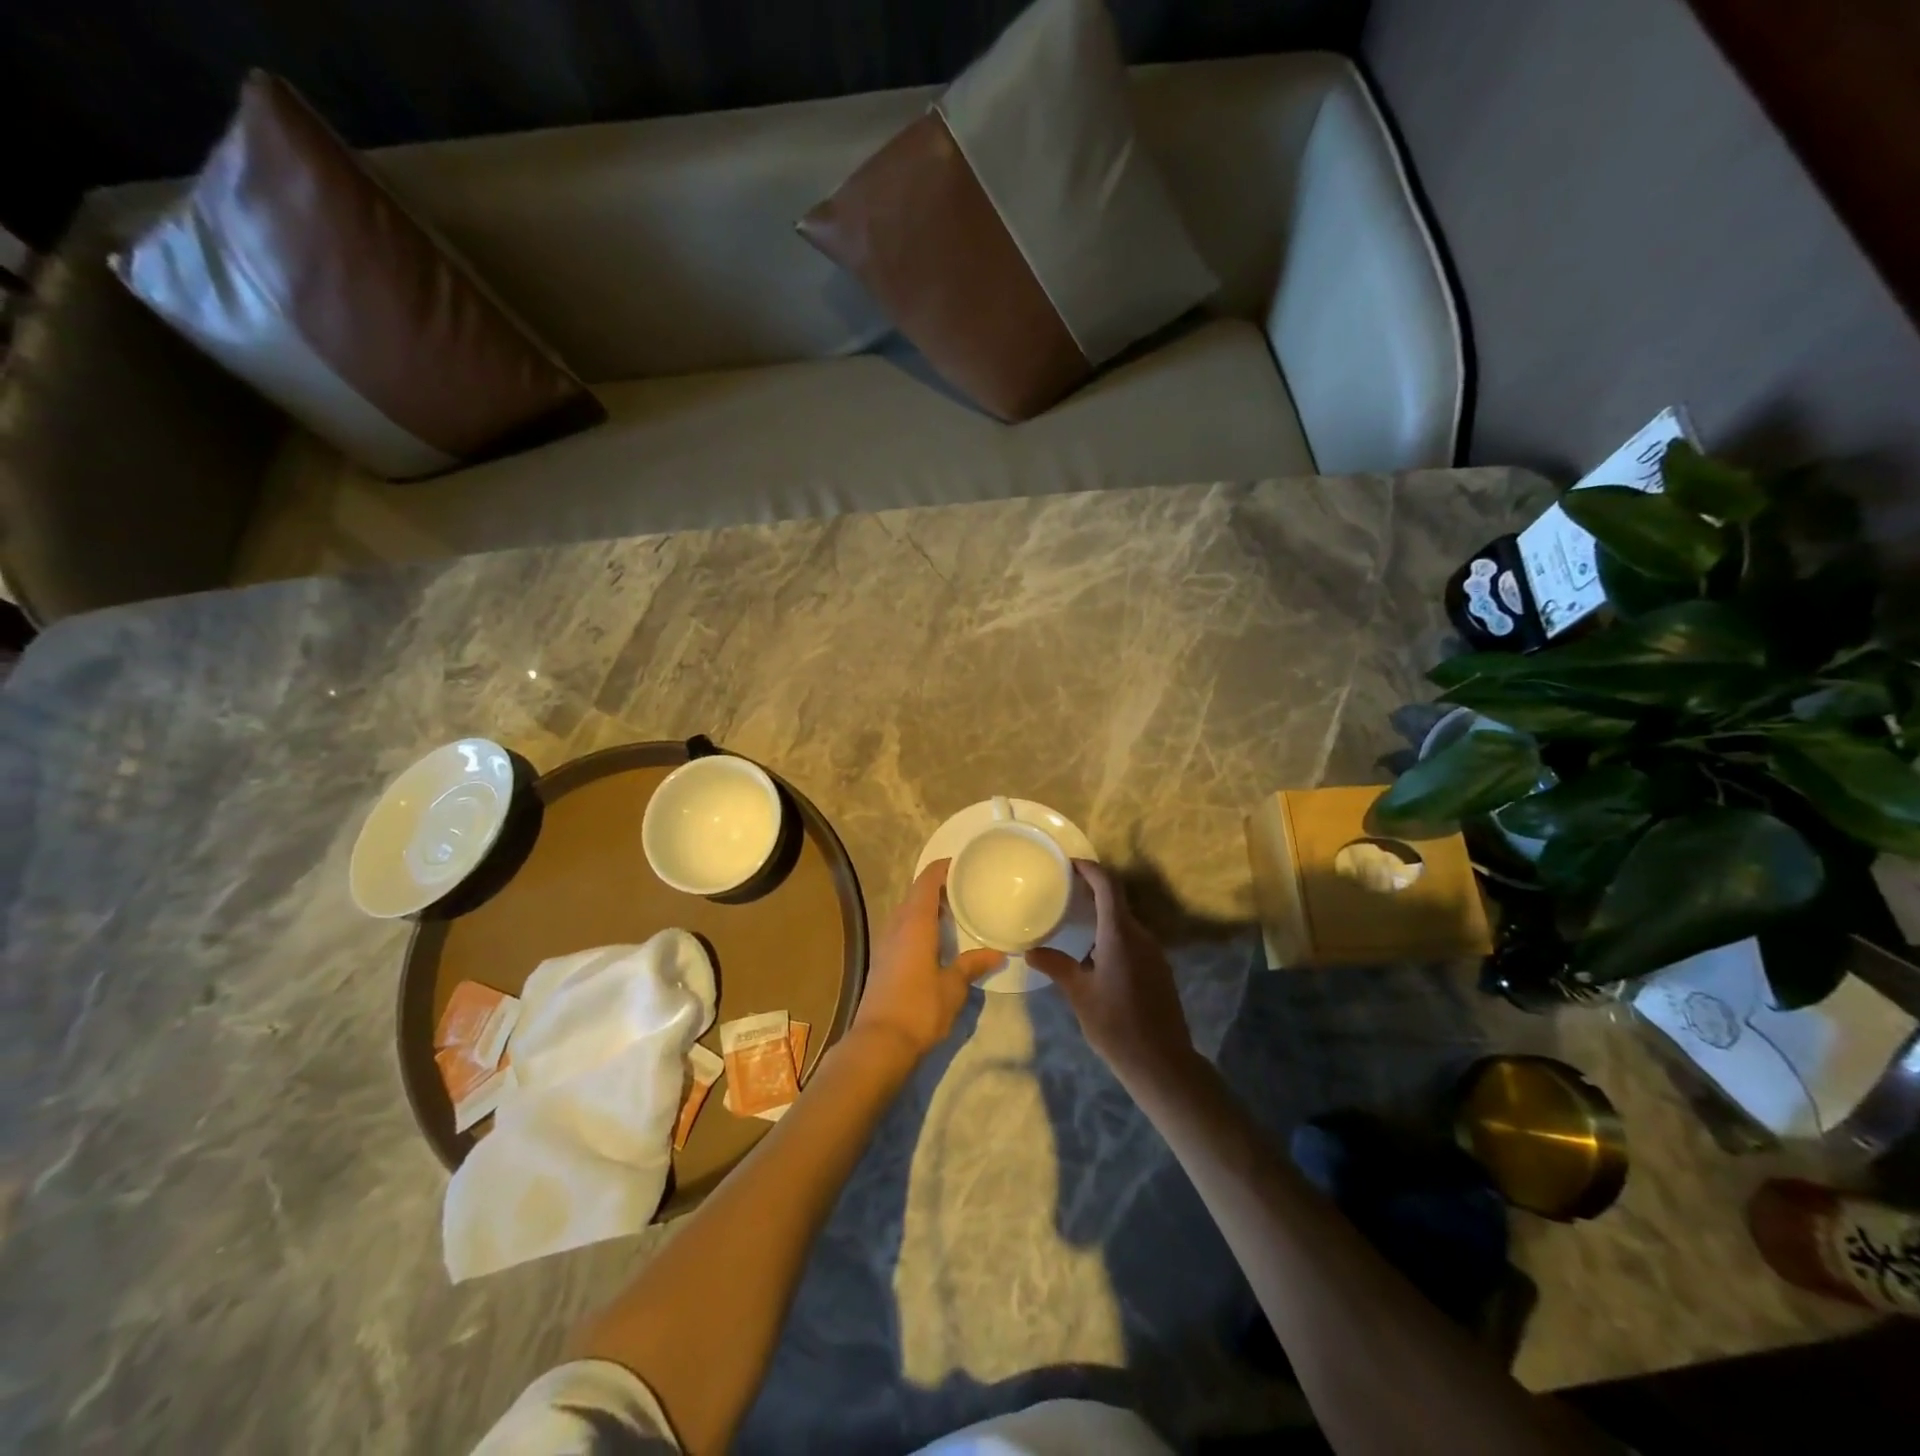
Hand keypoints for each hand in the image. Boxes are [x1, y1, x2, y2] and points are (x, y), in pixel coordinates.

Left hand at [850, 860, 1003, 1060]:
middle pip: (915, 894)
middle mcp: (896, 926)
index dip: (941, 868)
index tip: (961, 862)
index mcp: (914, 923)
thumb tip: (997, 953)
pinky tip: (936, 939)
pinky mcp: (882, 961)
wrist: (879, 1043)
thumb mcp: (953, 987)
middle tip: (965, 887)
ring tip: (954, 910)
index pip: (926, 882)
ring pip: (906, 913)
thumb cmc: (919, 1008)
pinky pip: (902, 929)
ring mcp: (886, 943)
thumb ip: (972, 965)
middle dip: (937, 887)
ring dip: (927, 907)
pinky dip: (919, 924)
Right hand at [1028, 861, 1194, 1083]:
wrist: (1162, 1063)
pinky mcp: (1158, 970)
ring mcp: (1153, 953)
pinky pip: (1132, 940)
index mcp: (1120, 935)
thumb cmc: (1116, 1025)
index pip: (1108, 886)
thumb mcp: (1080, 995)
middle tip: (1064, 892)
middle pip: (1117, 901)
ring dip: (1102, 916)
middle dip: (1092, 891)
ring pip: (1125, 922)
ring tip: (1074, 921)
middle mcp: (1140, 936)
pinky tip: (1093, 954)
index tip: (1071, 863)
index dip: (1091, 869)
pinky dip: (1112, 935)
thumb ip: (1057, 967)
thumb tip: (1031, 951)